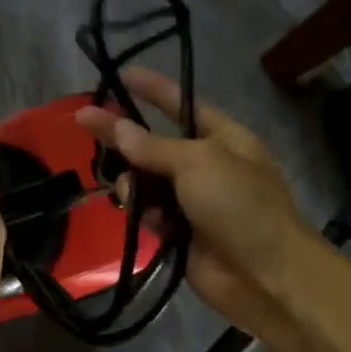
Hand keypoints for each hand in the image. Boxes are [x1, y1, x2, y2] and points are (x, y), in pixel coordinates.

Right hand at [75, 68, 317, 342]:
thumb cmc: (240, 205)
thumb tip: (117, 128)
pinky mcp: (179, 234)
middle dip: (125, 137)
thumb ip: (153, 146)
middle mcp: (207, 165)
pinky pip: (148, 213)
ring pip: (145, 180)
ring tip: (129, 192)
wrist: (266, 276)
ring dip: (133, 182)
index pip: (183, 105)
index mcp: (224, 138)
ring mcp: (193, 201)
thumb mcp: (198, 162)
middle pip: (155, 144)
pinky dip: (142, 213)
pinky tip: (144, 218)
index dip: (154, 89)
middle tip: (84, 121)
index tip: (122, 75)